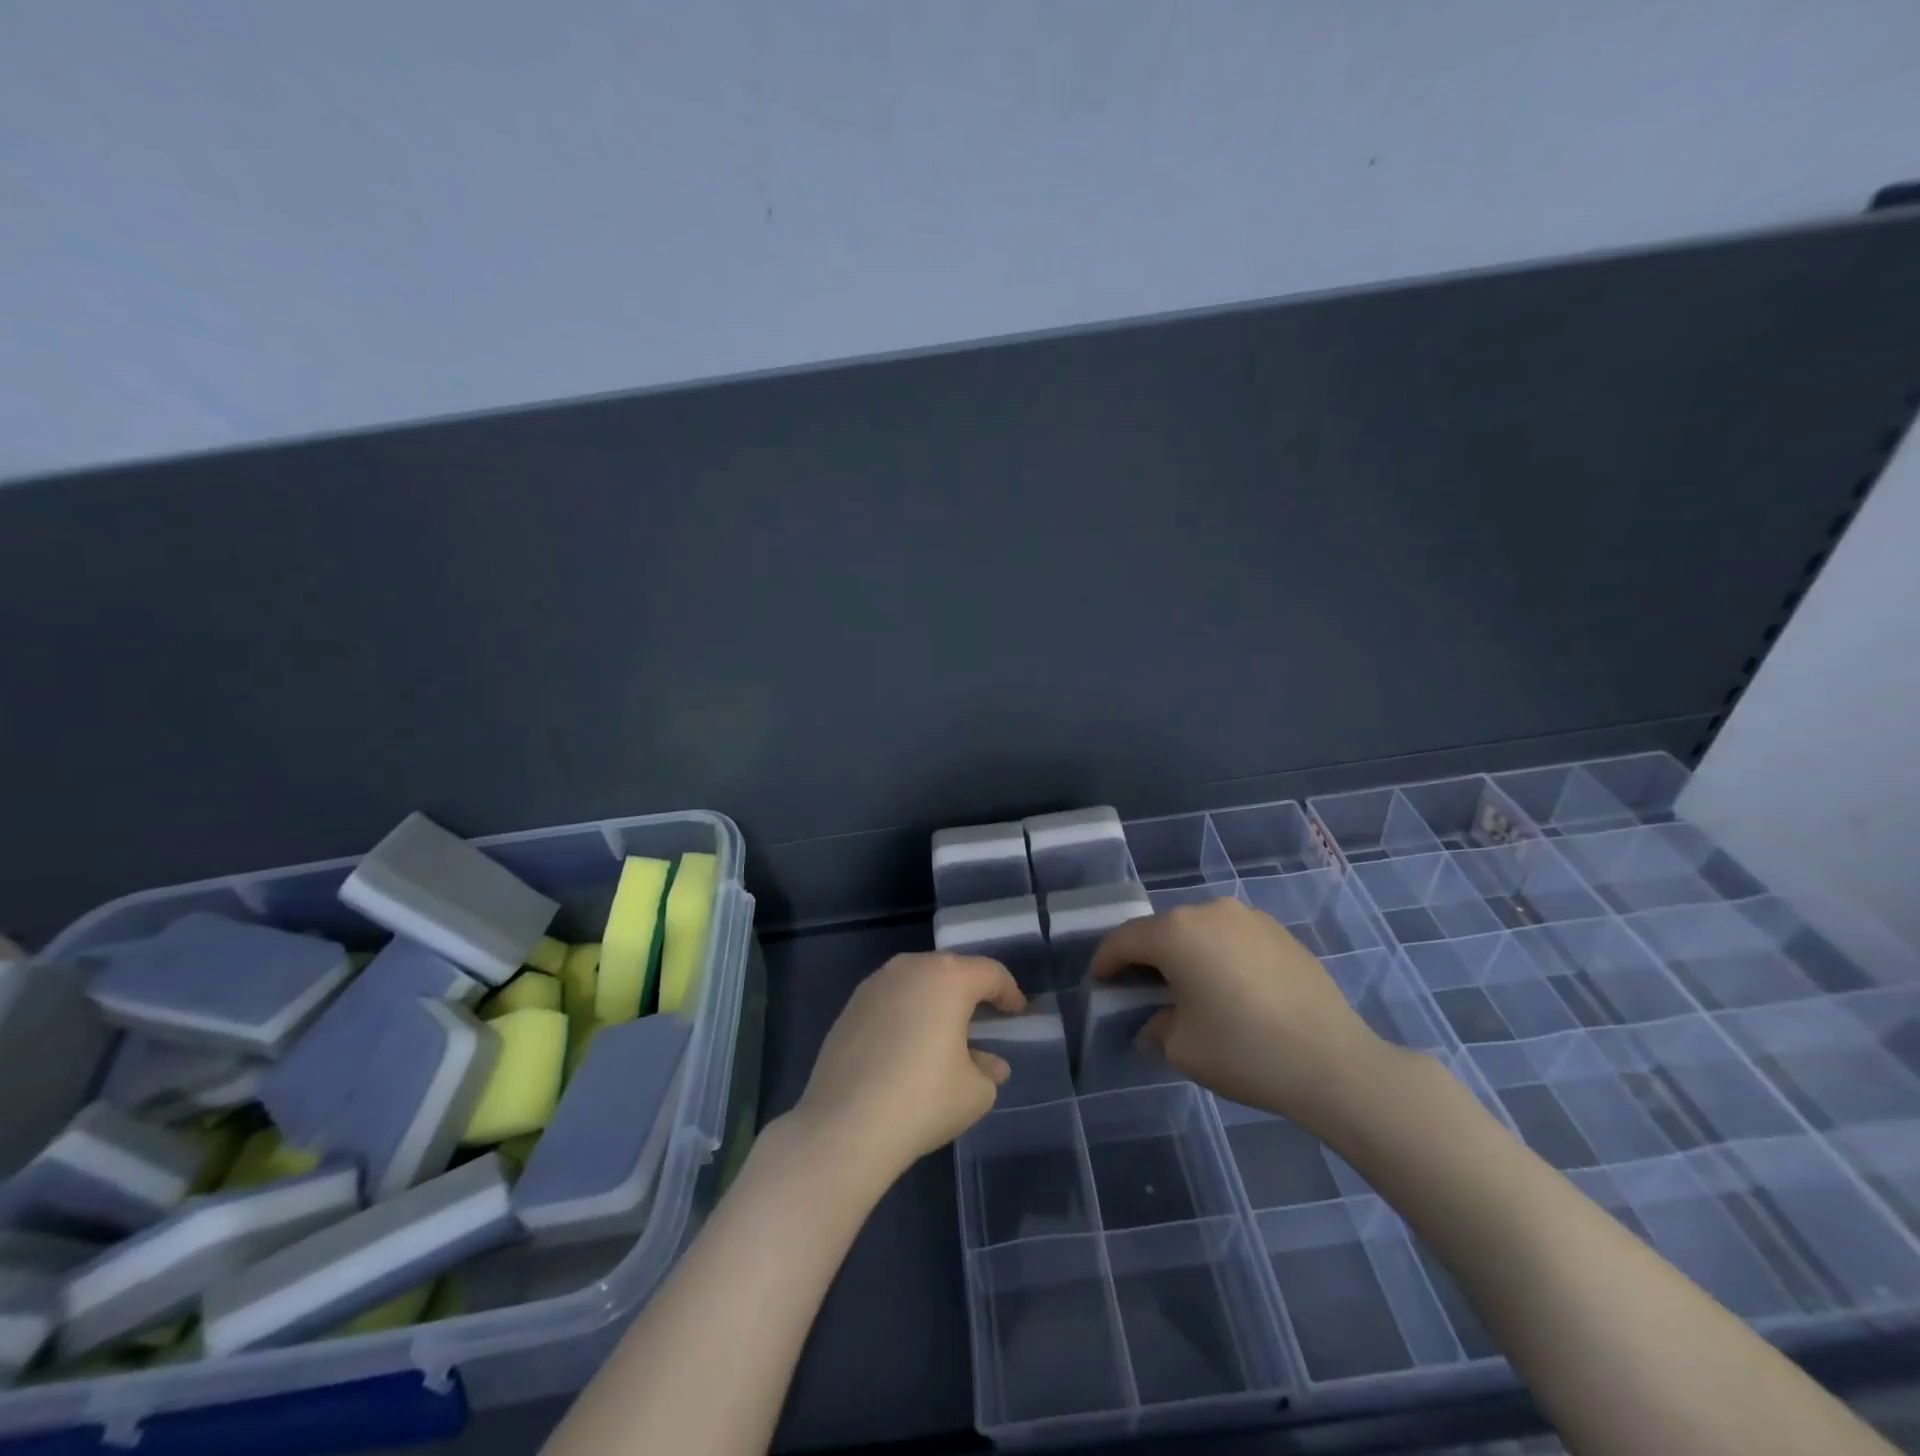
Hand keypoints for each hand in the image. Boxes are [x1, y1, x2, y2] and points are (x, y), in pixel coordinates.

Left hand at [789, 952, 1024, 1186]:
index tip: (1017, 1011)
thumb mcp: (975, 1092)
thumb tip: (989, 1063)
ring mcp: (875, 984)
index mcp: (948, 978)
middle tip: (985, 1015)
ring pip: (917, 981)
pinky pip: (891, 999)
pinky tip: (908, 1044)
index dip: (1009, 991)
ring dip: (935, 998)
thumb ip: (988, 1070)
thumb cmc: (923, 1101)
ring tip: (945, 1029)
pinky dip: (906, 1012)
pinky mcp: (850, 1007)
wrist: (845, 1126)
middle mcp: (910, 968)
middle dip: (971, 989)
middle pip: (951, 969)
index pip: (990, 973)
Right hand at [1090, 896, 1394, 1134]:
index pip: (1125, 939)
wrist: (1334, 1062)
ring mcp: (1250, 918)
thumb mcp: (1182, 1048)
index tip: (1098, 980)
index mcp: (1176, 932)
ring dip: (1186, 953)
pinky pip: (1233, 938)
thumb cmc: (1244, 1051)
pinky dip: (1220, 955)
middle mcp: (1209, 912)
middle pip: (1163, 929)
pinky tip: (1230, 988)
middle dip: (1146, 956)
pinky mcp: (1280, 933)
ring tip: (1188, 986)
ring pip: (1200, 930)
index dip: (1106, 960)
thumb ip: (1156, 1027)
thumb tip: (1156, 1023)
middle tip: (1140, 986)